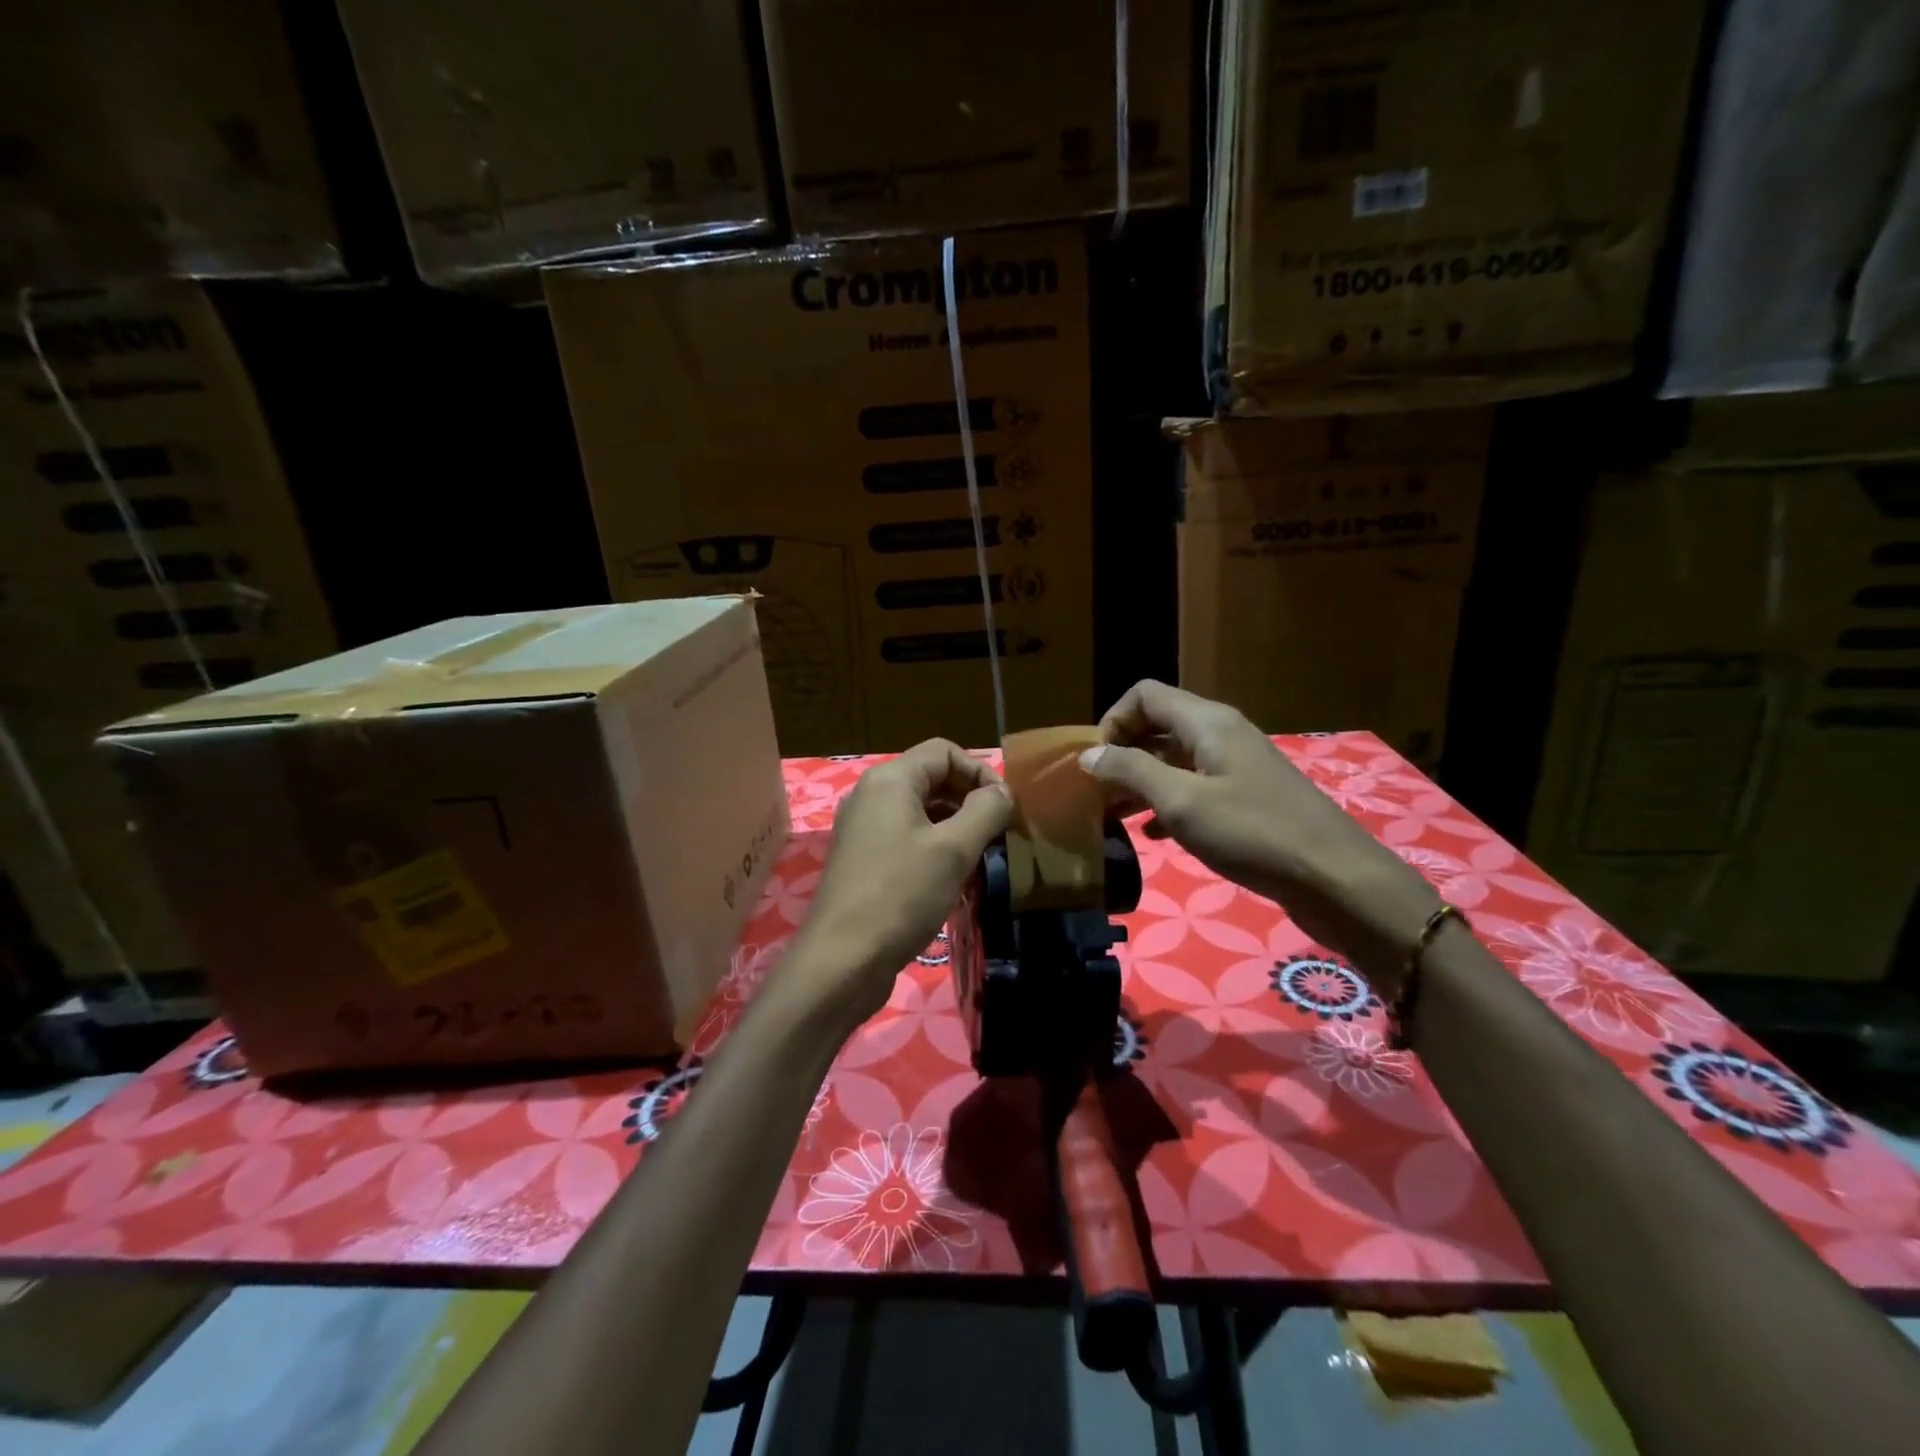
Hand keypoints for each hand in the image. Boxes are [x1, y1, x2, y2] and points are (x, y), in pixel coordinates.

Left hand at [792, 739, 1011, 1026]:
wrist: (842, 961)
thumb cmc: (901, 896)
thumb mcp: (954, 850)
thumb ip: (985, 810)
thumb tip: (1002, 791)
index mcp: (889, 781)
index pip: (944, 751)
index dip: (980, 772)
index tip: (1004, 808)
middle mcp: (871, 796)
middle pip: (931, 778)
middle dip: (969, 799)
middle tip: (999, 833)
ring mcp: (863, 830)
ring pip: (920, 811)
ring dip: (955, 825)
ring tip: (981, 856)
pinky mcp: (863, 861)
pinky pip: (906, 838)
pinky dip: (934, 847)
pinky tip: (953, 878)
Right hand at [1080, 681, 1438, 993]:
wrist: (1334, 878)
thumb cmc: (1251, 833)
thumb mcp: (1181, 801)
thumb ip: (1131, 771)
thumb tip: (1090, 753)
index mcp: (1206, 722)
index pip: (1144, 695)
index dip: (1112, 721)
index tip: (1096, 763)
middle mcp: (1221, 733)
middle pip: (1157, 725)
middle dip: (1122, 754)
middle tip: (1097, 794)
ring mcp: (1237, 765)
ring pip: (1174, 759)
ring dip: (1141, 782)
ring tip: (1114, 816)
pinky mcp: (1247, 797)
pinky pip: (1195, 786)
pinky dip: (1168, 802)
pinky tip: (1153, 834)